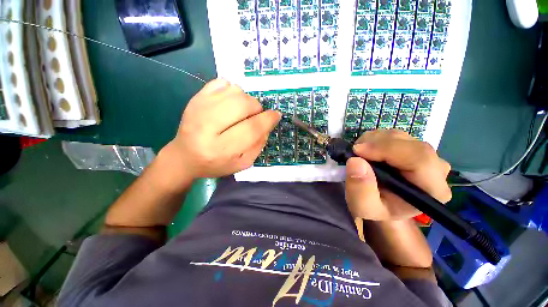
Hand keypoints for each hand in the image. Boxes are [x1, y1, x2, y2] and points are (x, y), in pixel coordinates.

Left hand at [161, 79, 280, 179]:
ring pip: (234, 91)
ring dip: (246, 100)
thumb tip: (267, 123)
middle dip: (257, 108)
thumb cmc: (216, 163)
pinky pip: (222, 82)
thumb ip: (259, 145)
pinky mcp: (194, 98)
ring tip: (242, 111)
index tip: (276, 115)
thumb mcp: (242, 163)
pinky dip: (232, 90)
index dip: (268, 119)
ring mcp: (198, 108)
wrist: (185, 156)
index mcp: (220, 149)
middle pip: (243, 105)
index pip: (252, 128)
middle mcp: (207, 127)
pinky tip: (230, 103)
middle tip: (255, 115)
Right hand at [345, 129, 451, 220]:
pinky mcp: (415, 148)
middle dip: (376, 144)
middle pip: (410, 144)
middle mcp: (436, 170)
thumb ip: (361, 190)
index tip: (357, 151)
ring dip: (373, 141)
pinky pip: (395, 135)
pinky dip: (375, 139)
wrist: (382, 204)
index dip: (387, 149)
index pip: (419, 159)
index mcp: (432, 190)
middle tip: (355, 152)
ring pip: (400, 136)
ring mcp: (427, 156)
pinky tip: (367, 151)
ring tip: (360, 154)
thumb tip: (356, 161)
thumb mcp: (363, 207)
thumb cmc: (375, 209)